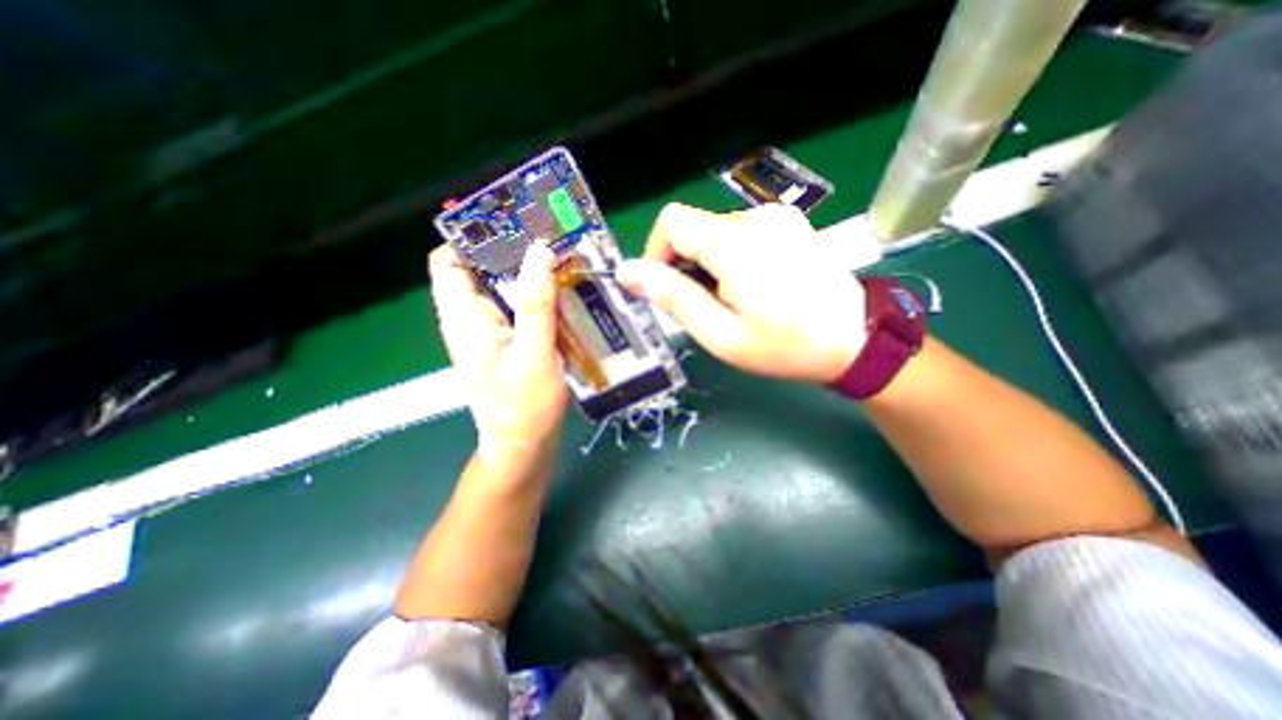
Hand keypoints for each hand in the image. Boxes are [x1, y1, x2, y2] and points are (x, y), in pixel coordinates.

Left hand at [426, 243, 565, 466]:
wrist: (524, 449)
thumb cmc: (525, 407)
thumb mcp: (534, 354)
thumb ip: (535, 303)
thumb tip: (539, 251)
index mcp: (464, 319)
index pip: (448, 262)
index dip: (473, 240)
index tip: (512, 227)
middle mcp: (472, 320)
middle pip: (481, 272)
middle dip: (513, 253)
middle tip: (552, 240)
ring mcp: (492, 333)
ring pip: (504, 290)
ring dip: (532, 275)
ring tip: (565, 262)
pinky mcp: (511, 343)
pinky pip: (520, 309)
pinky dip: (540, 298)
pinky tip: (566, 296)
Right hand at [615, 202, 865, 381]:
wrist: (854, 340)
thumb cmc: (785, 346)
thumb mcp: (721, 334)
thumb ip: (674, 298)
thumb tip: (628, 272)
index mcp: (737, 244)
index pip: (672, 222)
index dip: (656, 254)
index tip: (665, 290)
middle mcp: (757, 218)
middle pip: (694, 228)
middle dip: (684, 266)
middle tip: (703, 307)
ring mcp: (777, 217)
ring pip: (714, 231)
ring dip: (707, 264)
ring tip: (729, 301)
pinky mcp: (788, 223)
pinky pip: (738, 232)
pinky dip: (728, 257)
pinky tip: (749, 287)